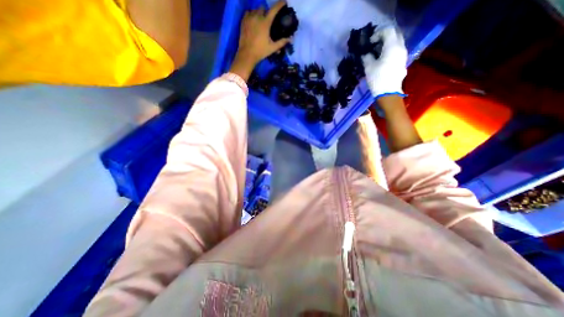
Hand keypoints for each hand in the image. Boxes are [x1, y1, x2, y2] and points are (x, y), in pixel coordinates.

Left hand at [229, 1, 290, 80]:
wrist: (247, 54)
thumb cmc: (261, 51)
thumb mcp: (272, 48)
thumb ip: (281, 42)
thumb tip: (290, 39)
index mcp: (265, 23)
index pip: (274, 9)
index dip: (280, 4)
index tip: (284, 2)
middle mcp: (257, 17)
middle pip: (263, 8)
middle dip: (266, 12)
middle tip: (268, 20)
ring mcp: (249, 18)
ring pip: (255, 10)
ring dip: (259, 13)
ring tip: (260, 21)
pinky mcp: (243, 21)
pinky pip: (248, 13)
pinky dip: (251, 15)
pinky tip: (253, 21)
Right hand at [361, 27, 410, 98]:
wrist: (388, 93)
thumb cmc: (377, 79)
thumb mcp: (369, 67)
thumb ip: (367, 57)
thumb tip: (366, 54)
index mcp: (392, 46)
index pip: (388, 31)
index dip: (377, 34)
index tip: (369, 42)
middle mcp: (401, 48)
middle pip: (395, 35)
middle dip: (384, 37)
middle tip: (374, 45)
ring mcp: (403, 55)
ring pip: (397, 44)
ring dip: (388, 45)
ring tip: (378, 53)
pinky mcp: (403, 63)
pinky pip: (398, 52)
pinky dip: (391, 52)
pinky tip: (383, 60)